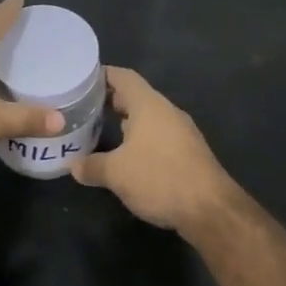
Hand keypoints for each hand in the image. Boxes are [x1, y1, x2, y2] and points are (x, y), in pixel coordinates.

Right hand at [71, 67, 237, 231]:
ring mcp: (182, 132)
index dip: (103, 75)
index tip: (82, 79)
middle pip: (136, 96)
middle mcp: (167, 111)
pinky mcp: (190, 153)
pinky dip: (142, 138)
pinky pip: (160, 135)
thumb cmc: (159, 178)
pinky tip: (130, 156)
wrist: (211, 210)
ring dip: (128, 121)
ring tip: (103, 129)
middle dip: (112, 100)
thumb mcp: (116, 174)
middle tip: (86, 107)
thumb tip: (74, 167)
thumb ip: (92, 166)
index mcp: (149, 105)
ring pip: (149, 117)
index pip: (123, 77)